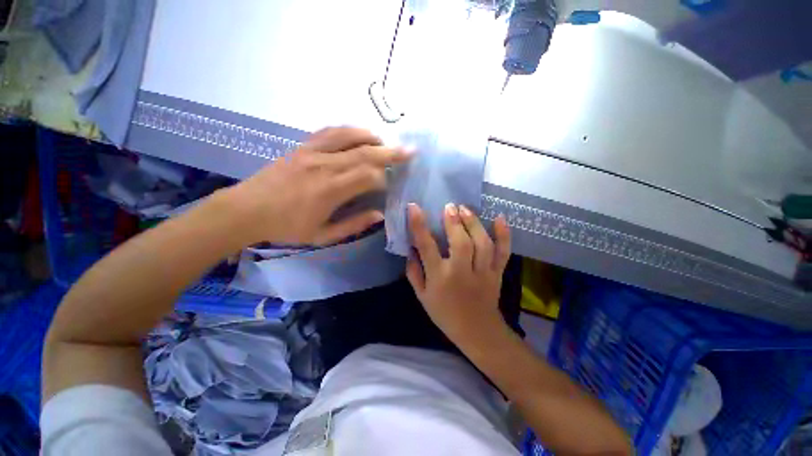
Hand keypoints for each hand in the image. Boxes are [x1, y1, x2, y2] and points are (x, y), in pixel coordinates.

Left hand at [226, 127, 410, 244]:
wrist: (246, 209)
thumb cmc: (286, 227)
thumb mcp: (323, 235)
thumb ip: (354, 224)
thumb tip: (380, 214)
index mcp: (330, 191)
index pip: (368, 177)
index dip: (385, 179)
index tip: (392, 185)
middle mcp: (324, 166)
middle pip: (364, 153)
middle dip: (391, 152)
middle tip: (410, 151)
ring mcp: (312, 152)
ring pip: (349, 136)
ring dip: (371, 137)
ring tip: (385, 141)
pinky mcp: (302, 146)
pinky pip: (330, 131)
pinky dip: (349, 130)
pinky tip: (359, 133)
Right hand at [405, 202, 511, 344]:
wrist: (477, 331)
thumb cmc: (445, 314)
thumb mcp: (422, 296)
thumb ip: (414, 272)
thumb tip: (411, 249)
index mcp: (439, 278)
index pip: (427, 247)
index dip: (419, 225)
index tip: (414, 207)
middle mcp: (461, 272)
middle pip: (460, 243)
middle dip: (454, 221)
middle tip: (449, 206)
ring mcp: (483, 272)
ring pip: (482, 244)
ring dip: (474, 223)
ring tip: (465, 209)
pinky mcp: (497, 273)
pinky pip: (503, 252)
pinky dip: (504, 235)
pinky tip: (500, 218)